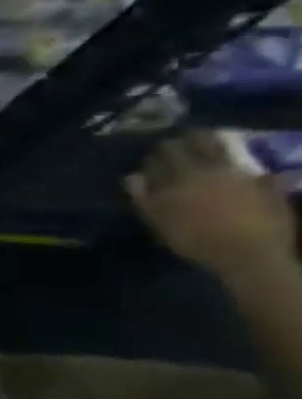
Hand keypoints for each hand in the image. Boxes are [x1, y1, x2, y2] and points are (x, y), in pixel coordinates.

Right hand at [126, 132, 295, 280]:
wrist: (250, 257)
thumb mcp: (158, 221)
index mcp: (182, 176)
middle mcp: (212, 169)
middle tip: (177, 143)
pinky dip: (246, 167)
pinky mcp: (267, 186)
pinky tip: (242, 169)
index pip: (165, 152)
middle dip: (184, 142)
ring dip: (213, 145)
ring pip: (225, 150)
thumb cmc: (195, 240)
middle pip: (197, 144)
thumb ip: (143, 197)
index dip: (157, 152)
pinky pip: (255, 169)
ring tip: (206, 144)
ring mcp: (242, 176)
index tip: (152, 154)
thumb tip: (131, 177)